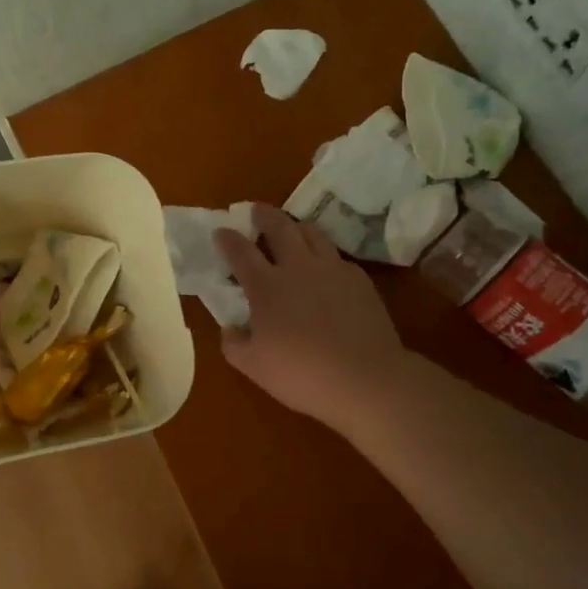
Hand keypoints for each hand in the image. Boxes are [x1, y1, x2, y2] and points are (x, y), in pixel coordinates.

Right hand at [215, 205, 408, 437]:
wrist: (366, 379)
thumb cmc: (301, 374)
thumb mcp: (253, 366)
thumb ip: (234, 343)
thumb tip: (230, 328)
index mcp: (266, 286)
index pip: (241, 252)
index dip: (228, 239)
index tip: (221, 230)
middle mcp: (298, 268)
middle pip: (279, 228)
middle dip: (264, 215)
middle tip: (256, 209)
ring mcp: (332, 270)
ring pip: (312, 234)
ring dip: (296, 226)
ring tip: (292, 228)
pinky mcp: (360, 280)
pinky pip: (337, 256)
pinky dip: (324, 254)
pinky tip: (325, 267)